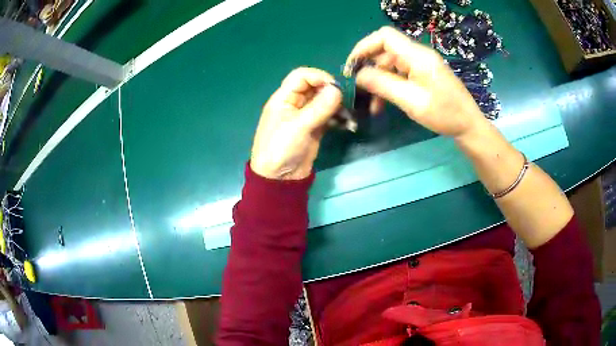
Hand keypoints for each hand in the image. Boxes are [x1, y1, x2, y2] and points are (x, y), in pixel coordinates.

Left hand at [250, 68, 341, 179]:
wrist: (279, 179)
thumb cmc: (281, 149)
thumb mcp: (299, 126)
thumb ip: (319, 107)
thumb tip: (338, 89)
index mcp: (284, 98)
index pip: (301, 76)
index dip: (318, 77)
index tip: (335, 87)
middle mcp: (295, 103)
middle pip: (315, 87)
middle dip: (331, 92)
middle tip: (344, 103)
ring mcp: (305, 116)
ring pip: (324, 102)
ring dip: (337, 106)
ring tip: (348, 117)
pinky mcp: (315, 128)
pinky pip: (329, 116)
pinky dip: (338, 118)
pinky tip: (347, 125)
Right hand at [346, 26, 487, 138]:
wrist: (468, 125)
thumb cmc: (445, 114)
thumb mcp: (412, 101)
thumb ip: (384, 85)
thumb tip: (359, 74)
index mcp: (417, 56)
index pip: (385, 36)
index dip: (365, 46)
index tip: (353, 65)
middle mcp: (418, 55)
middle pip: (386, 51)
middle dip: (370, 67)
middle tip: (359, 89)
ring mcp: (421, 64)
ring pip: (391, 64)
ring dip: (379, 81)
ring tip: (372, 104)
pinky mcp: (423, 74)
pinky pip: (400, 74)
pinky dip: (390, 85)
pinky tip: (384, 103)